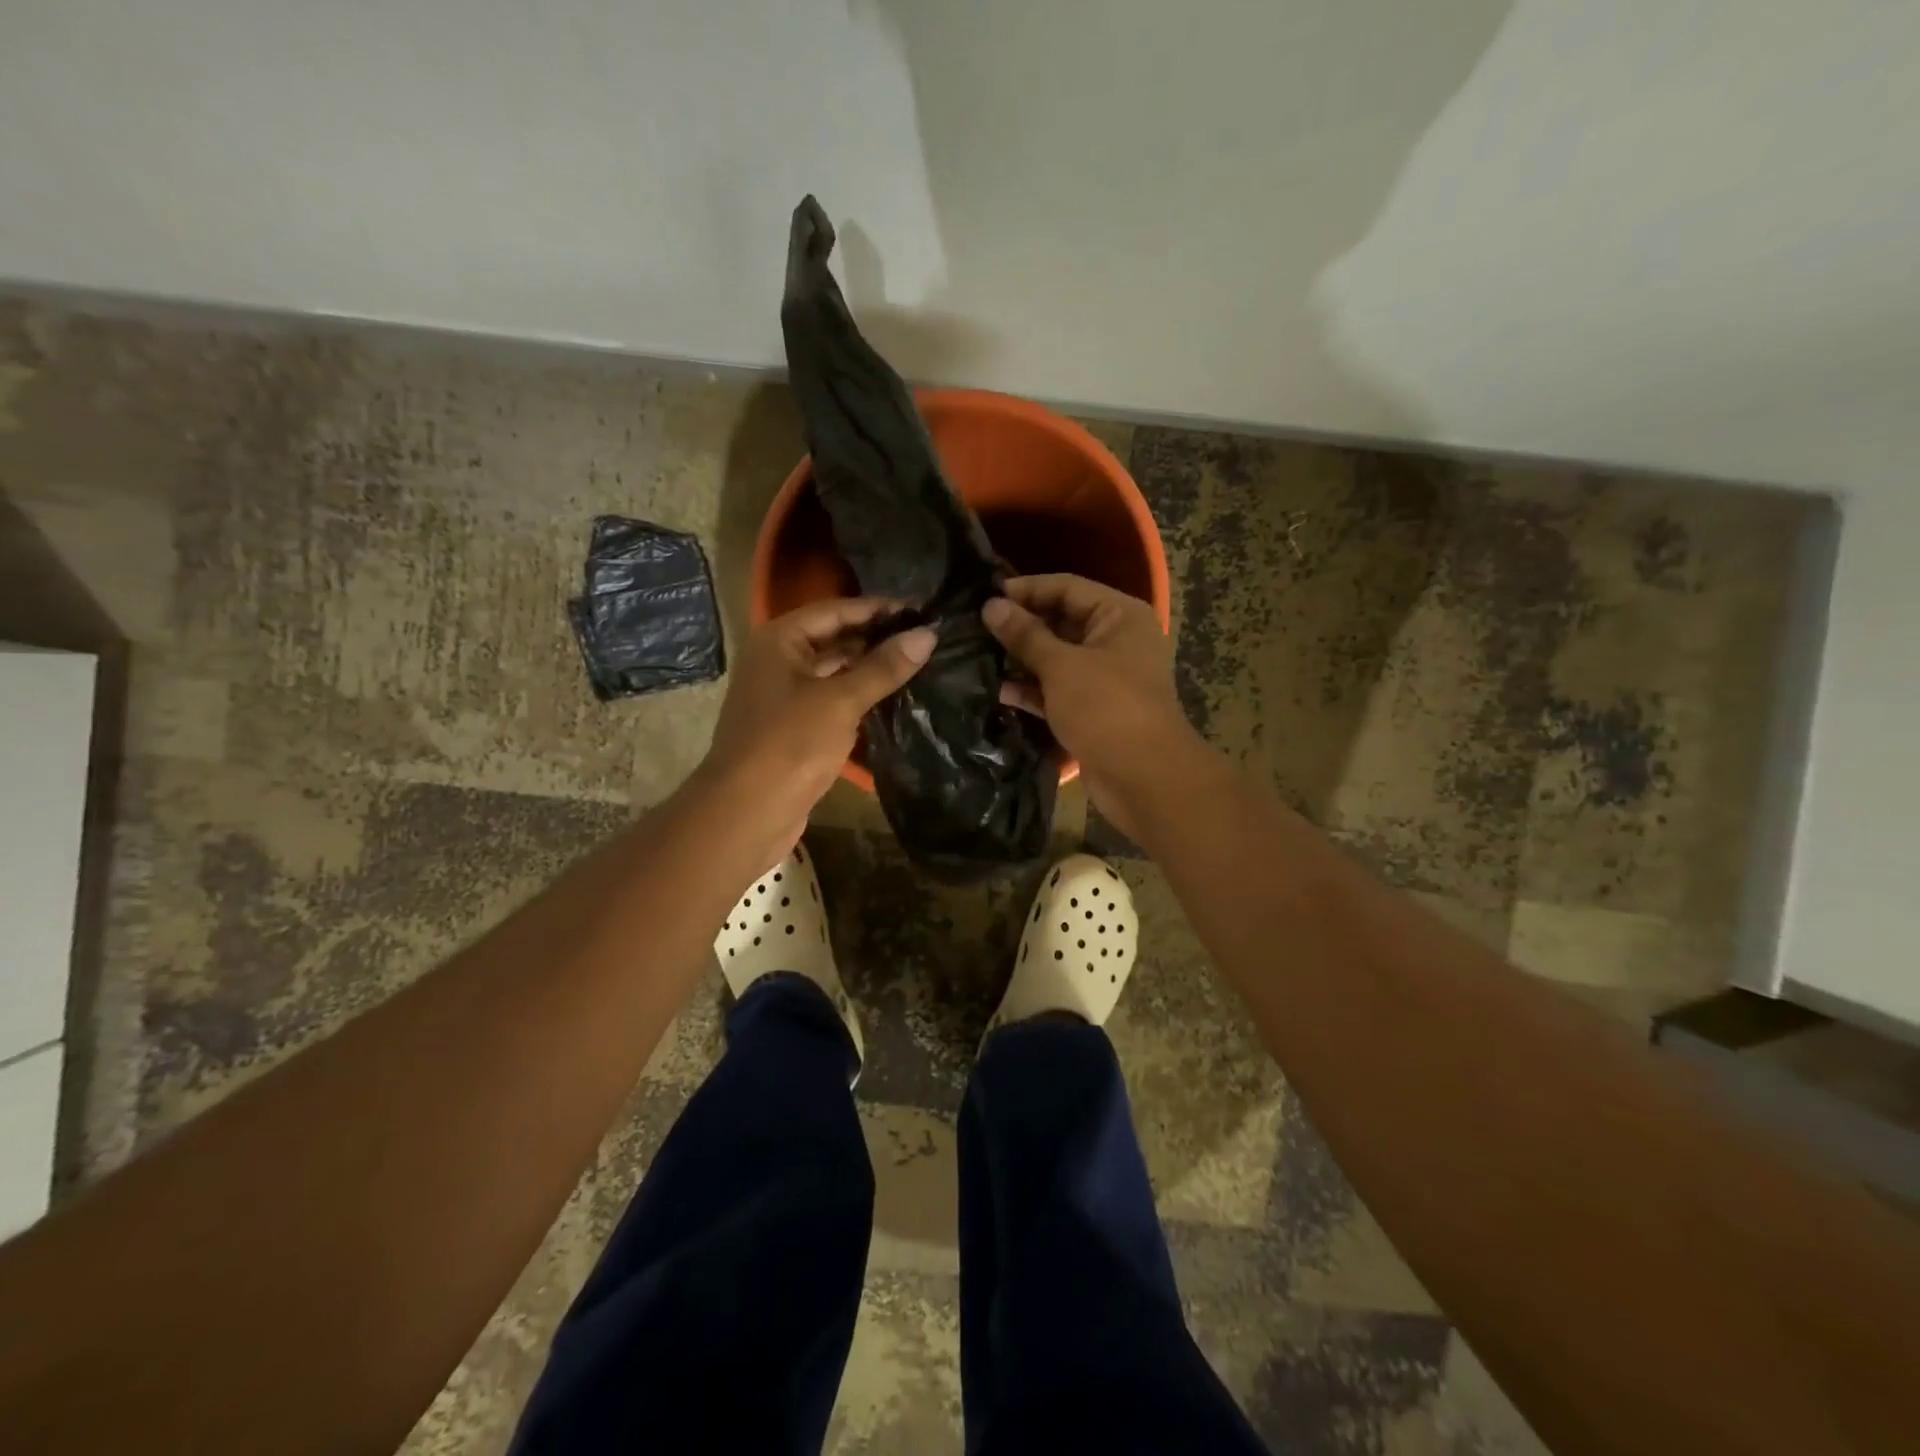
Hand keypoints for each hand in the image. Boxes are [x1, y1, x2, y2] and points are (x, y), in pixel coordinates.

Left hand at [702, 599, 934, 851]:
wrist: (747, 812)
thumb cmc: (790, 744)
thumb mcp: (841, 701)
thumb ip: (884, 667)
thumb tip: (928, 635)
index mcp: (781, 640)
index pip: (837, 610)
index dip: (879, 609)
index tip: (923, 611)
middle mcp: (779, 661)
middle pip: (836, 639)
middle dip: (879, 639)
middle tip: (928, 640)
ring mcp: (786, 696)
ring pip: (836, 672)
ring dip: (872, 670)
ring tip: (922, 665)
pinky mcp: (796, 728)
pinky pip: (834, 702)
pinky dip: (862, 698)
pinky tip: (897, 700)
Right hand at [982, 574, 1200, 839]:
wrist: (1143, 777)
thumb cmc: (1106, 707)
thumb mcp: (1062, 666)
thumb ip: (1025, 635)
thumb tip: (992, 606)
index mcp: (1119, 616)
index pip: (1067, 587)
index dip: (1026, 589)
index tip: (985, 596)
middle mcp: (1115, 640)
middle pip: (1062, 621)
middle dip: (1022, 626)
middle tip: (975, 627)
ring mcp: (1106, 677)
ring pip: (1058, 659)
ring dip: (1023, 660)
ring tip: (979, 656)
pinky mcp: (1094, 710)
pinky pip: (1059, 690)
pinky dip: (1034, 690)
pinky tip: (1001, 692)